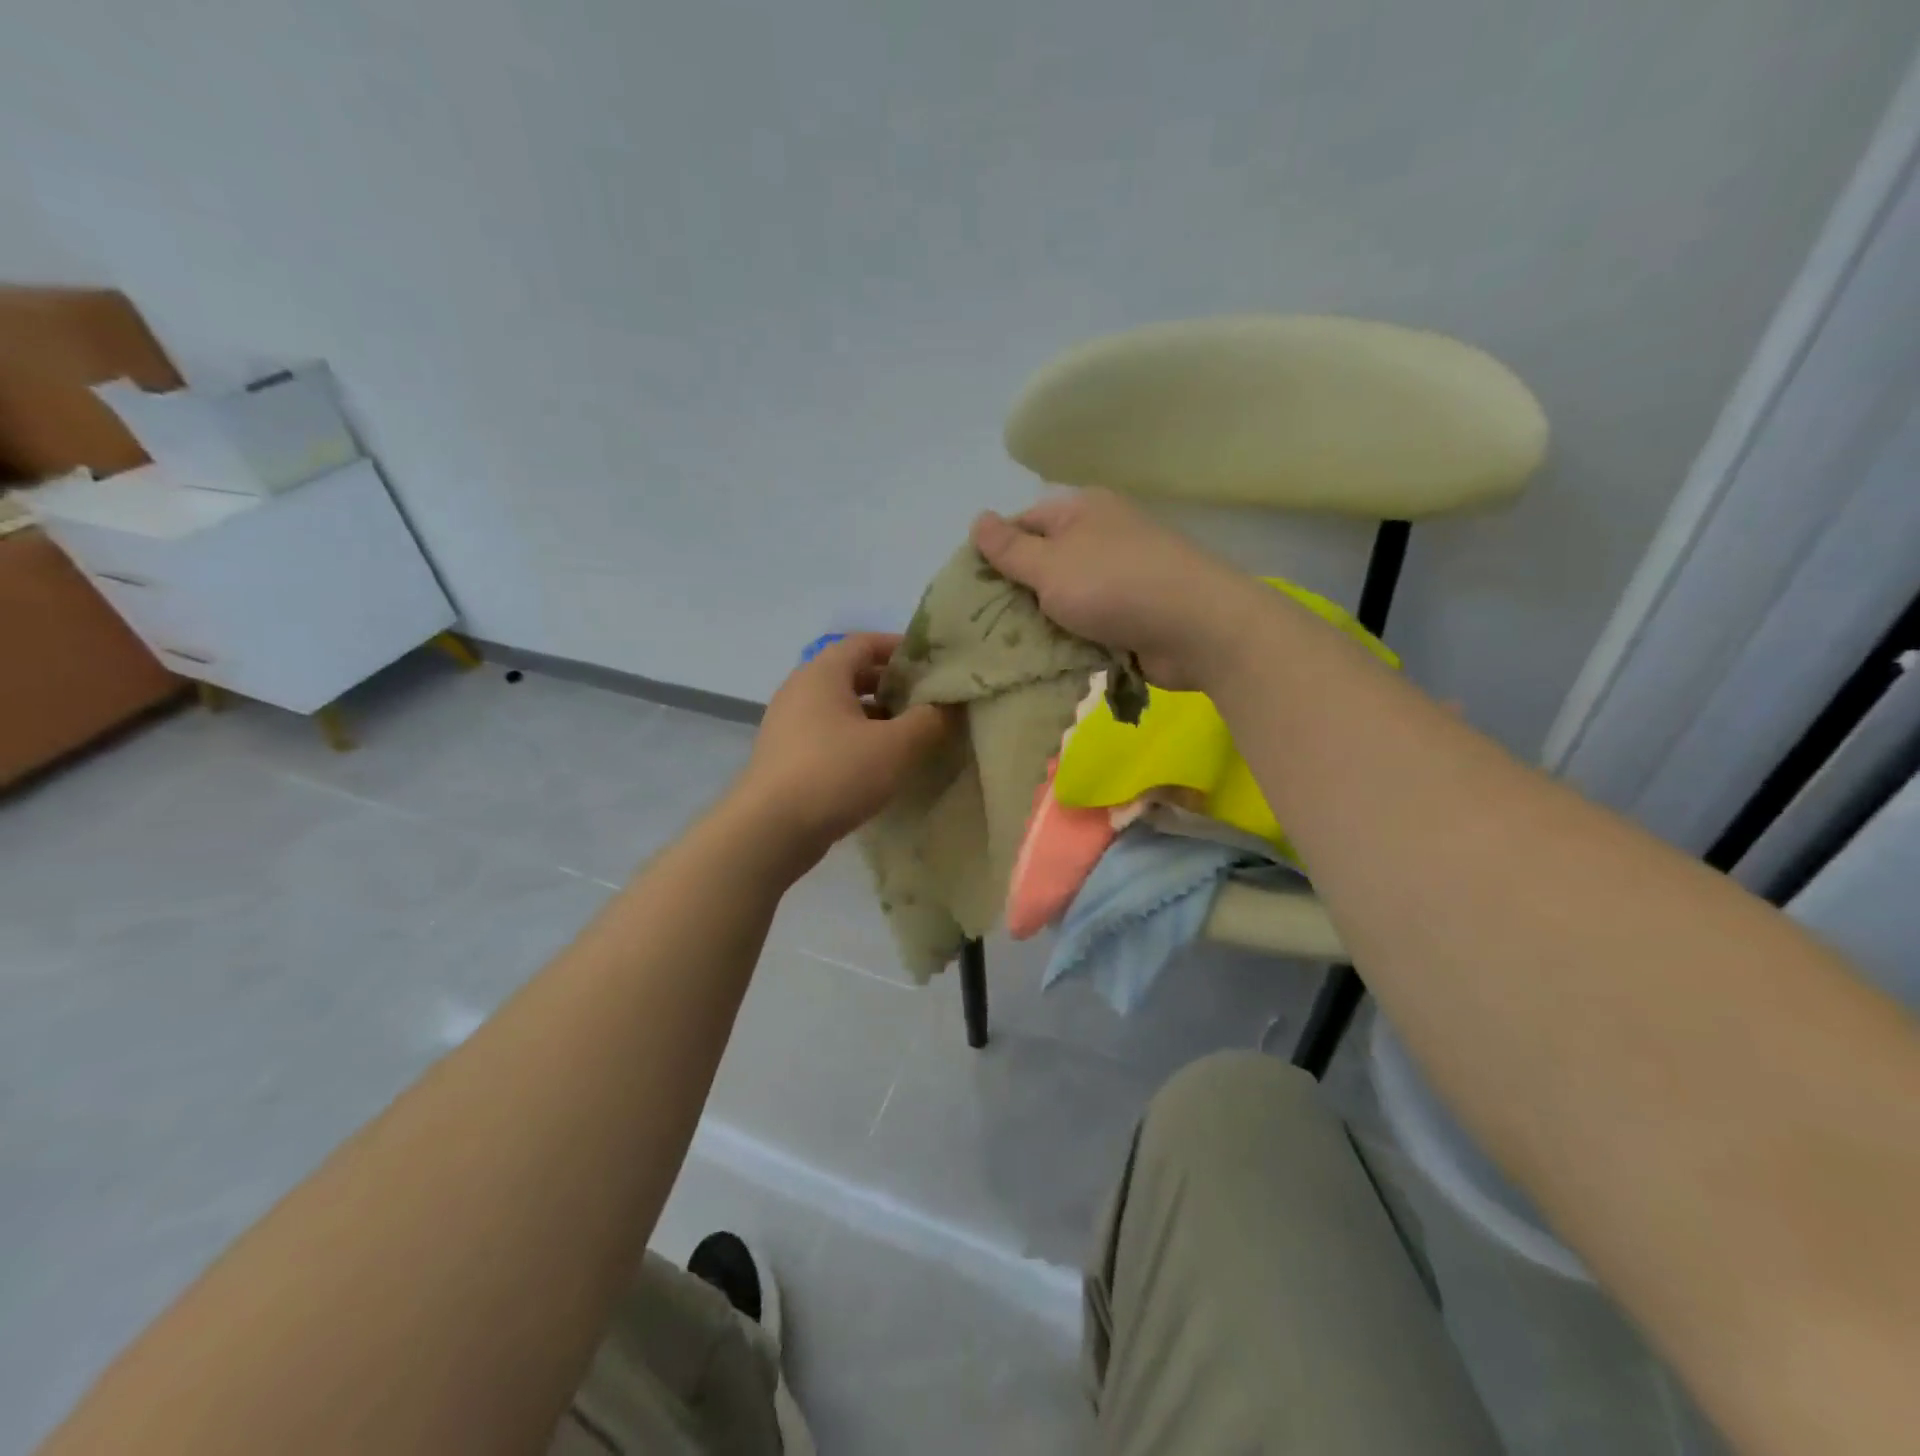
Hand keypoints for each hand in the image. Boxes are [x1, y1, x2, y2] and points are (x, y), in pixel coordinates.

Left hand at [733, 634, 952, 864]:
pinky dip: (856, 739)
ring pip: (840, 708)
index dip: (900, 648)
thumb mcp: (896, 746)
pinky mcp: (785, 757)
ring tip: (910, 734)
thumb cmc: (836, 773)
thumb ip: (928, 720)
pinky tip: (878, 764)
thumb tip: (947, 706)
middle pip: (852, 674)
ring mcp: (788, 725)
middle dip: (891, 685)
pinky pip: (828, 735)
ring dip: (875, 716)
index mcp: (823, 673)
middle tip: (927, 701)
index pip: (865, 643)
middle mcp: (800, 690)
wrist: (770, 830)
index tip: (932, 664)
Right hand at [971, 488, 1253, 689]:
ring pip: (1063, 599)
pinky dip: (1070, 640)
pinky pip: (1087, 625)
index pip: (1022, 523)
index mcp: (1080, 511)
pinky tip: (1046, 661)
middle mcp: (1100, 537)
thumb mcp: (1050, 565)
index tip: (970, 590)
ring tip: (1009, 650)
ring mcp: (1119, 577)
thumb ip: (1011, 549)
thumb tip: (978, 519)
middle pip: (1043, 563)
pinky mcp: (1132, 614)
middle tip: (984, 628)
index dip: (994, 553)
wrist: (1196, 628)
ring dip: (1042, 624)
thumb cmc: (1114, 586)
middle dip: (1016, 595)